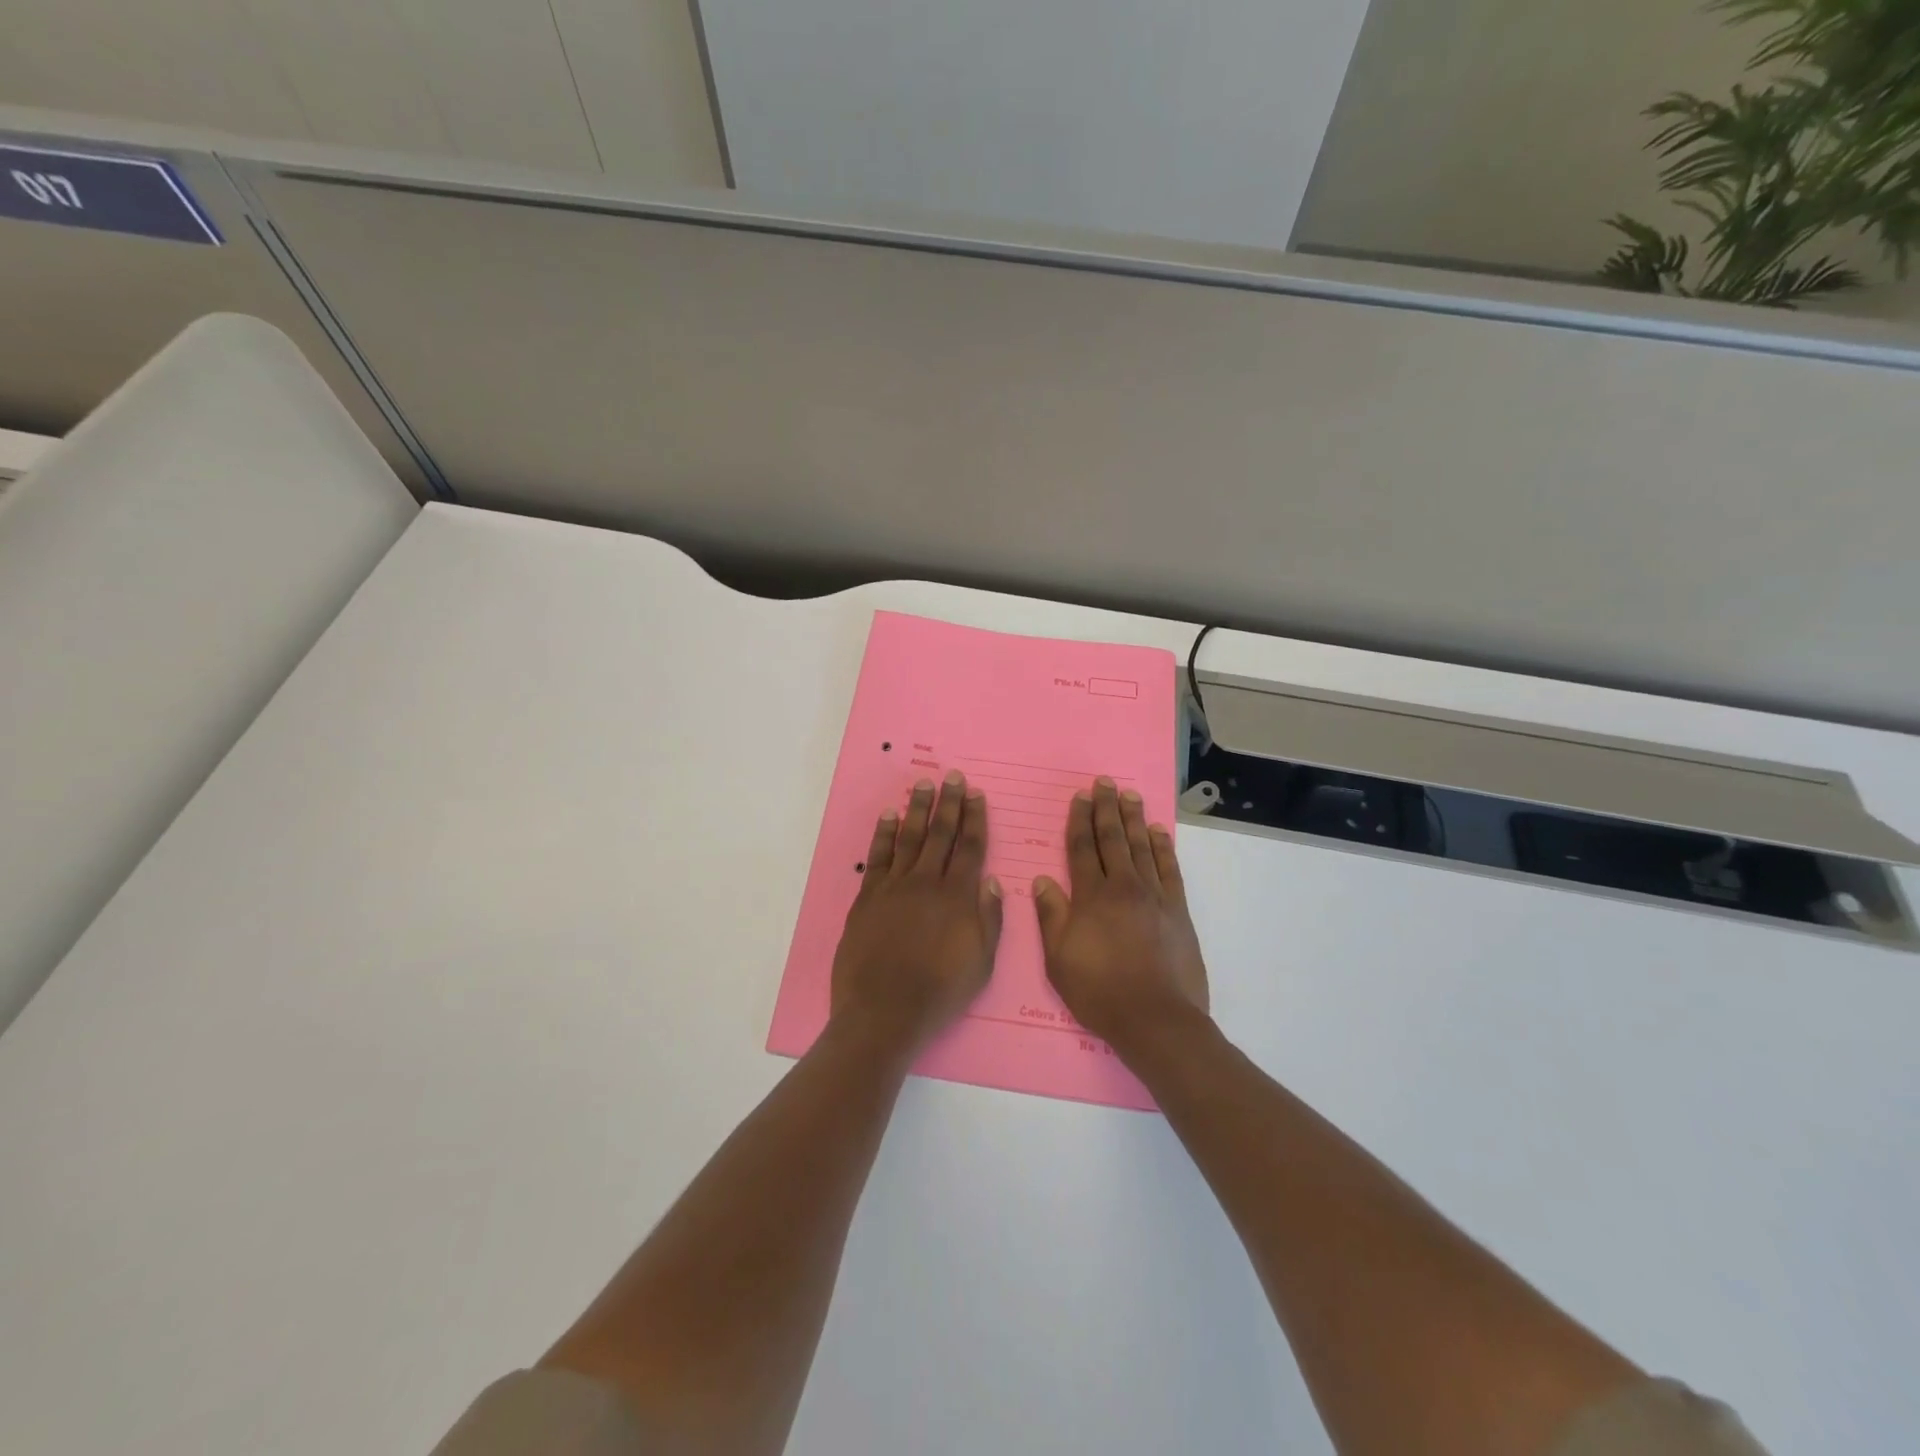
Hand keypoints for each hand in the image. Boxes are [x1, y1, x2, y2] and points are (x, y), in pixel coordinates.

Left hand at [830, 772, 1003, 1052]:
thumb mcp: (981, 963)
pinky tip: (888, 815)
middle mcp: (927, 883)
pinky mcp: (868, 898)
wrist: (884, 1013)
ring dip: (918, 809)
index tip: (976, 794)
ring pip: (909, 838)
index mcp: (958, 897)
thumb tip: (990, 879)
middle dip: (949, 803)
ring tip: (924, 784)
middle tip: (953, 776)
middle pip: (940, 834)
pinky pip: (877, 857)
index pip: (969, 847)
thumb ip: (989, 919)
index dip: (974, 818)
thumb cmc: (939, 993)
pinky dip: (883, 834)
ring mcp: (894, 887)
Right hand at [1033, 777, 1209, 1053]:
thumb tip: (1043, 879)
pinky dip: (1163, 848)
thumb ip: (1051, 916)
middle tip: (1104, 782)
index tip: (1079, 797)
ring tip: (1129, 795)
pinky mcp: (1177, 910)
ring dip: (1133, 819)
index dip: (1079, 820)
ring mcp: (1154, 896)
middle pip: (1112, 839)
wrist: (1156, 1019)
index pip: (1082, 848)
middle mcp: (1123, 887)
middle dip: (1106, 809)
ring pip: (1141, 847)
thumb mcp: (1058, 959)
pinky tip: (1158, 832)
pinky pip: (1169, 869)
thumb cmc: (1099, 991)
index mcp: (1091, 896)